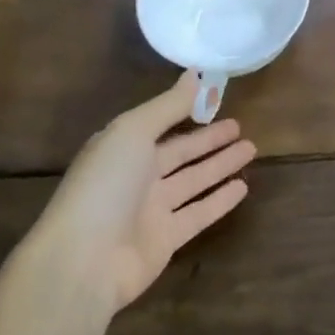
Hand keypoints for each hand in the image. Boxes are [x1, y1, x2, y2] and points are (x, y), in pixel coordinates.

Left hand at [38, 72, 255, 313]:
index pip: (161, 123)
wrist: (83, 261)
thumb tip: (194, 73)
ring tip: (250, 149)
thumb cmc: (105, 185)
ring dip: (220, 165)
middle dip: (209, 139)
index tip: (217, 98)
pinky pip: (199, 213)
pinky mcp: (166, 240)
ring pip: (193, 180)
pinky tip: (243, 187)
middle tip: (240, 127)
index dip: (187, 111)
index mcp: (123, 147)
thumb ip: (167, 105)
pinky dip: (220, 200)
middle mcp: (137, 176)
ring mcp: (151, 210)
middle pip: (180, 153)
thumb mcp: (133, 132)